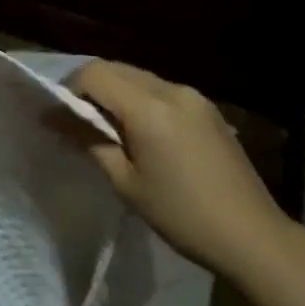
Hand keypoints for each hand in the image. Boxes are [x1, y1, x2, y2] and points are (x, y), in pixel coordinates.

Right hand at [73, 60, 299, 278]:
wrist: (251, 235)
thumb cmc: (180, 214)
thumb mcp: (125, 181)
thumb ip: (89, 141)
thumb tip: (53, 118)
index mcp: (149, 107)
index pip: (95, 74)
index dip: (70, 90)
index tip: (61, 118)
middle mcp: (173, 90)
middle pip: (118, 69)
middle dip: (91, 89)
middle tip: (78, 124)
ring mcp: (195, 98)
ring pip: (141, 79)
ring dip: (117, 95)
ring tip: (110, 132)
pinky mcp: (209, 110)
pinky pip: (163, 92)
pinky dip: (142, 102)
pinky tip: (142, 136)